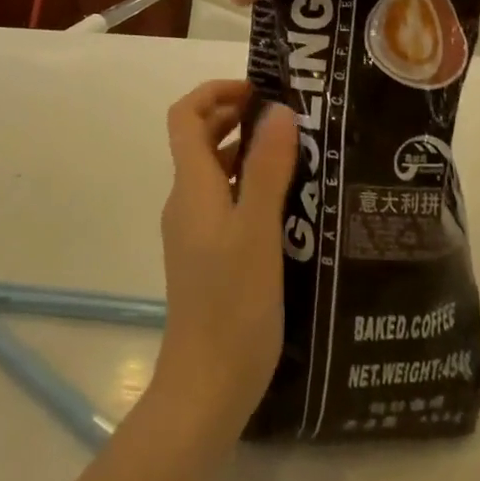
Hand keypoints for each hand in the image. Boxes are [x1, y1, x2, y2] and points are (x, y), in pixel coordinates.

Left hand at [152, 80, 299, 441]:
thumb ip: (268, 169)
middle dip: (235, 116)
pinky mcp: (206, 256)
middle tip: (285, 116)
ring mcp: (193, 230)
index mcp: (192, 186)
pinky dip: (248, 185)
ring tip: (294, 152)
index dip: (215, 92)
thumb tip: (278, 110)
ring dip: (244, 150)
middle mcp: (186, 201)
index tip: (258, 90)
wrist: (205, 389)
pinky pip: (223, 201)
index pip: (185, 116)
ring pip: (213, 171)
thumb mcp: (258, 231)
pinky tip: (286, 203)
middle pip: (198, 138)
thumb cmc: (232, 306)